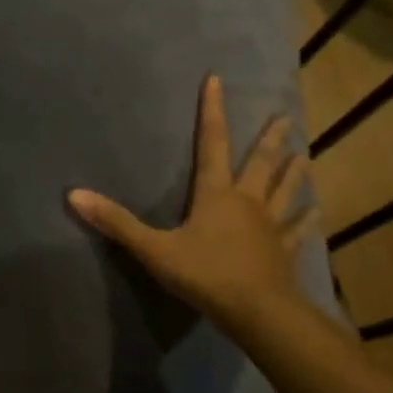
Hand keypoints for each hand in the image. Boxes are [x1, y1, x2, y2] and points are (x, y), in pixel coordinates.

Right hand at [68, 75, 318, 335]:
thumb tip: (74, 194)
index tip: (217, 80)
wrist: (258, 312)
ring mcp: (270, 227)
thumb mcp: (154, 249)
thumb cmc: (206, 275)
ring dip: (293, 173)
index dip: (212, 111)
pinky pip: (297, 231)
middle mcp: (247, 202)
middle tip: (284, 117)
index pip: (211, 144)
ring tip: (304, 154)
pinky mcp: (285, 252)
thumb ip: (116, 223)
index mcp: (216, 195)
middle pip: (259, 164)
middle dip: (269, 139)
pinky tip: (317, 211)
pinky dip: (306, 220)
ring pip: (284, 191)